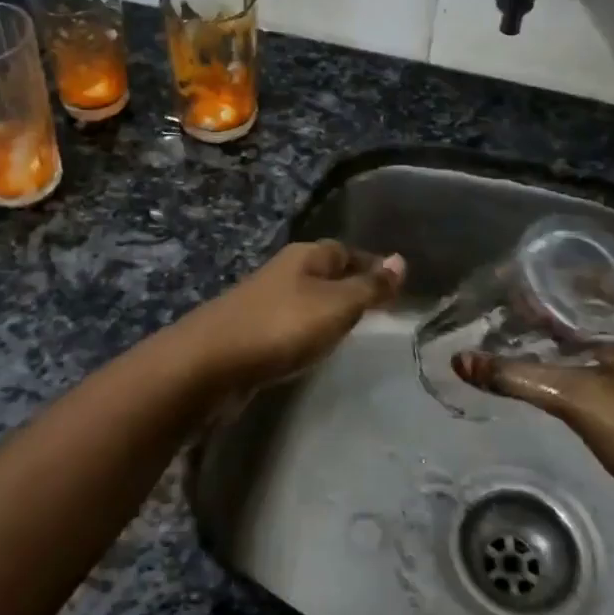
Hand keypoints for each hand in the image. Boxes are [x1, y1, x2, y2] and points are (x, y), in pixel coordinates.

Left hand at [180, 241, 405, 392]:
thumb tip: (401, 260)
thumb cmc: (282, 326)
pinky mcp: (251, 332)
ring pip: (306, 299)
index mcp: (305, 257)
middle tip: (379, 309)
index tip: (395, 283)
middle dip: (350, 285)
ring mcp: (263, 302)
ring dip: (328, 310)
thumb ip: (369, 286)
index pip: (346, 251)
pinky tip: (313, 348)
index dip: (371, 264)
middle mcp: (283, 272)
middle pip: (325, 272)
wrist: (212, 363)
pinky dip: (307, 332)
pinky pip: (290, 325)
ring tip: (353, 330)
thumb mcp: (337, 305)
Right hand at [453, 296, 613, 547]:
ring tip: (520, 323)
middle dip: (556, 301)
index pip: (604, 275)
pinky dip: (578, 352)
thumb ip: (517, 377)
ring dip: (565, 328)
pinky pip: (608, 354)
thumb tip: (460, 361)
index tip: (521, 273)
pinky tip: (545, 357)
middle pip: (600, 302)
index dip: (560, 272)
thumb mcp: (577, 399)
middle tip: (511, 299)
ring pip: (603, 330)